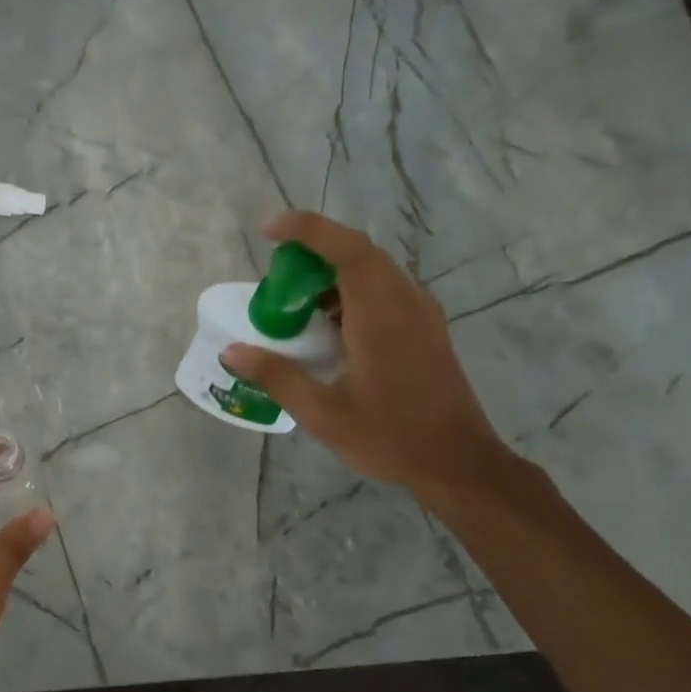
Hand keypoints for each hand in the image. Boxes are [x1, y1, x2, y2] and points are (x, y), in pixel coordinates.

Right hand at [222, 212, 509, 504]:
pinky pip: (385, 291)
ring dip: (332, 274)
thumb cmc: (390, 437)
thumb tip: (232, 351)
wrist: (458, 462)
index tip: (268, 228)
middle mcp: (405, 302)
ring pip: (373, 271)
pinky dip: (351, 293)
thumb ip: (276, 377)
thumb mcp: (323, 414)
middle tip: (276, 279)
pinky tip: (330, 328)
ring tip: (296, 305)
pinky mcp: (426, 329)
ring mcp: (421, 314)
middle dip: (313, 252)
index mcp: (381, 316)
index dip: (307, 230)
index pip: (346, 250)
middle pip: (358, 254)